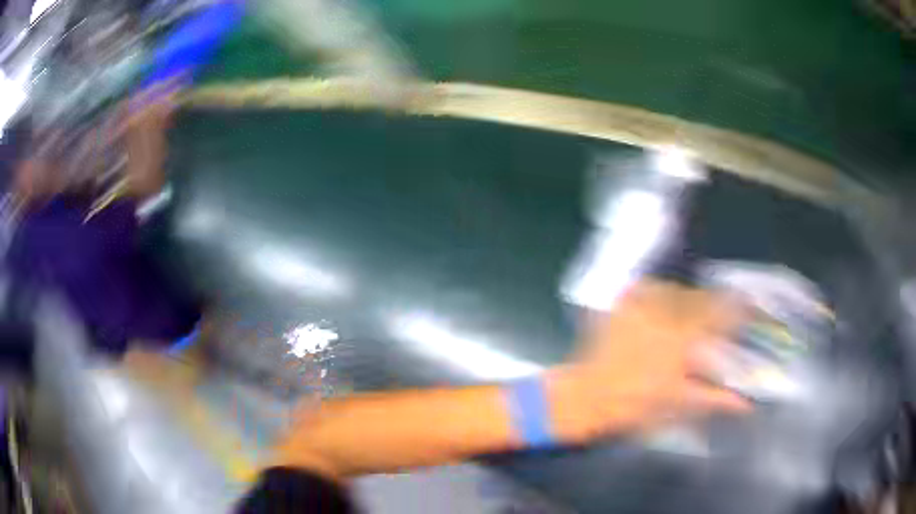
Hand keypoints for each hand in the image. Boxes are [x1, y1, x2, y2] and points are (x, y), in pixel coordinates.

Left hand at [548, 280, 747, 443]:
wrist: (589, 396)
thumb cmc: (635, 405)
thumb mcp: (679, 404)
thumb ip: (714, 399)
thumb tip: (745, 404)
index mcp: (682, 339)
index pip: (720, 312)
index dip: (737, 307)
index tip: (747, 306)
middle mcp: (664, 315)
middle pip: (700, 298)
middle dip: (712, 306)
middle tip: (714, 319)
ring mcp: (640, 305)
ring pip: (676, 290)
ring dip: (686, 301)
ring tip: (685, 317)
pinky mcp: (622, 303)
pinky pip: (649, 287)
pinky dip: (659, 294)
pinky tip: (660, 308)